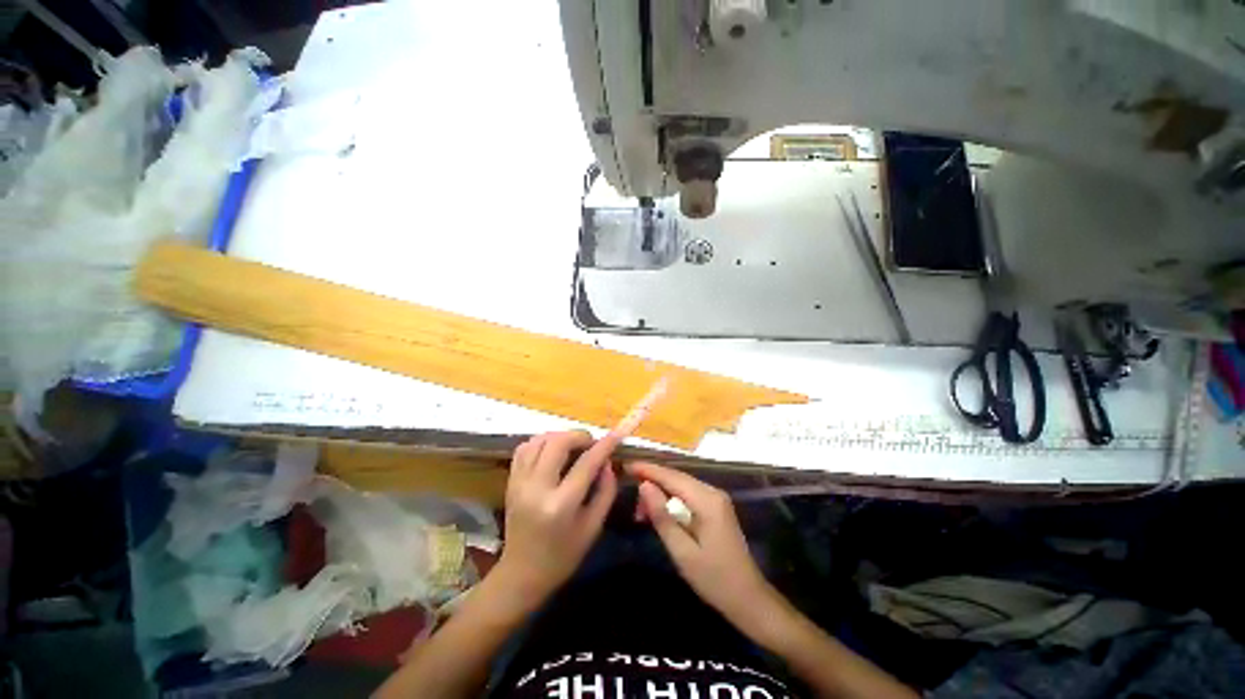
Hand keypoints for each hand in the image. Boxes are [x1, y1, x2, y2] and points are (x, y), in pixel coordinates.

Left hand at [495, 431, 619, 599]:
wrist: (521, 574)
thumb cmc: (563, 556)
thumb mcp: (593, 528)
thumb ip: (605, 492)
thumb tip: (608, 463)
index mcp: (561, 505)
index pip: (586, 464)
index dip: (604, 445)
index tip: (616, 434)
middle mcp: (537, 488)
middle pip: (558, 443)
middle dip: (579, 436)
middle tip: (591, 444)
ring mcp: (519, 483)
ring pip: (539, 440)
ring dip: (560, 436)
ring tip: (572, 446)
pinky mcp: (511, 481)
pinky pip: (524, 448)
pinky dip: (541, 442)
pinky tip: (552, 451)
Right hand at [626, 461, 776, 627]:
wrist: (749, 599)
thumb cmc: (715, 579)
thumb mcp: (682, 551)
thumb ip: (662, 516)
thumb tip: (644, 485)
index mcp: (707, 500)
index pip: (672, 476)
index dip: (648, 469)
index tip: (626, 465)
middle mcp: (713, 492)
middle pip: (677, 478)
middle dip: (652, 482)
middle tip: (630, 495)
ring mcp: (716, 499)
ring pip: (681, 486)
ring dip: (660, 493)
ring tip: (641, 511)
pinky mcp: (716, 508)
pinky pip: (688, 496)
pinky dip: (671, 501)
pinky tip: (659, 513)